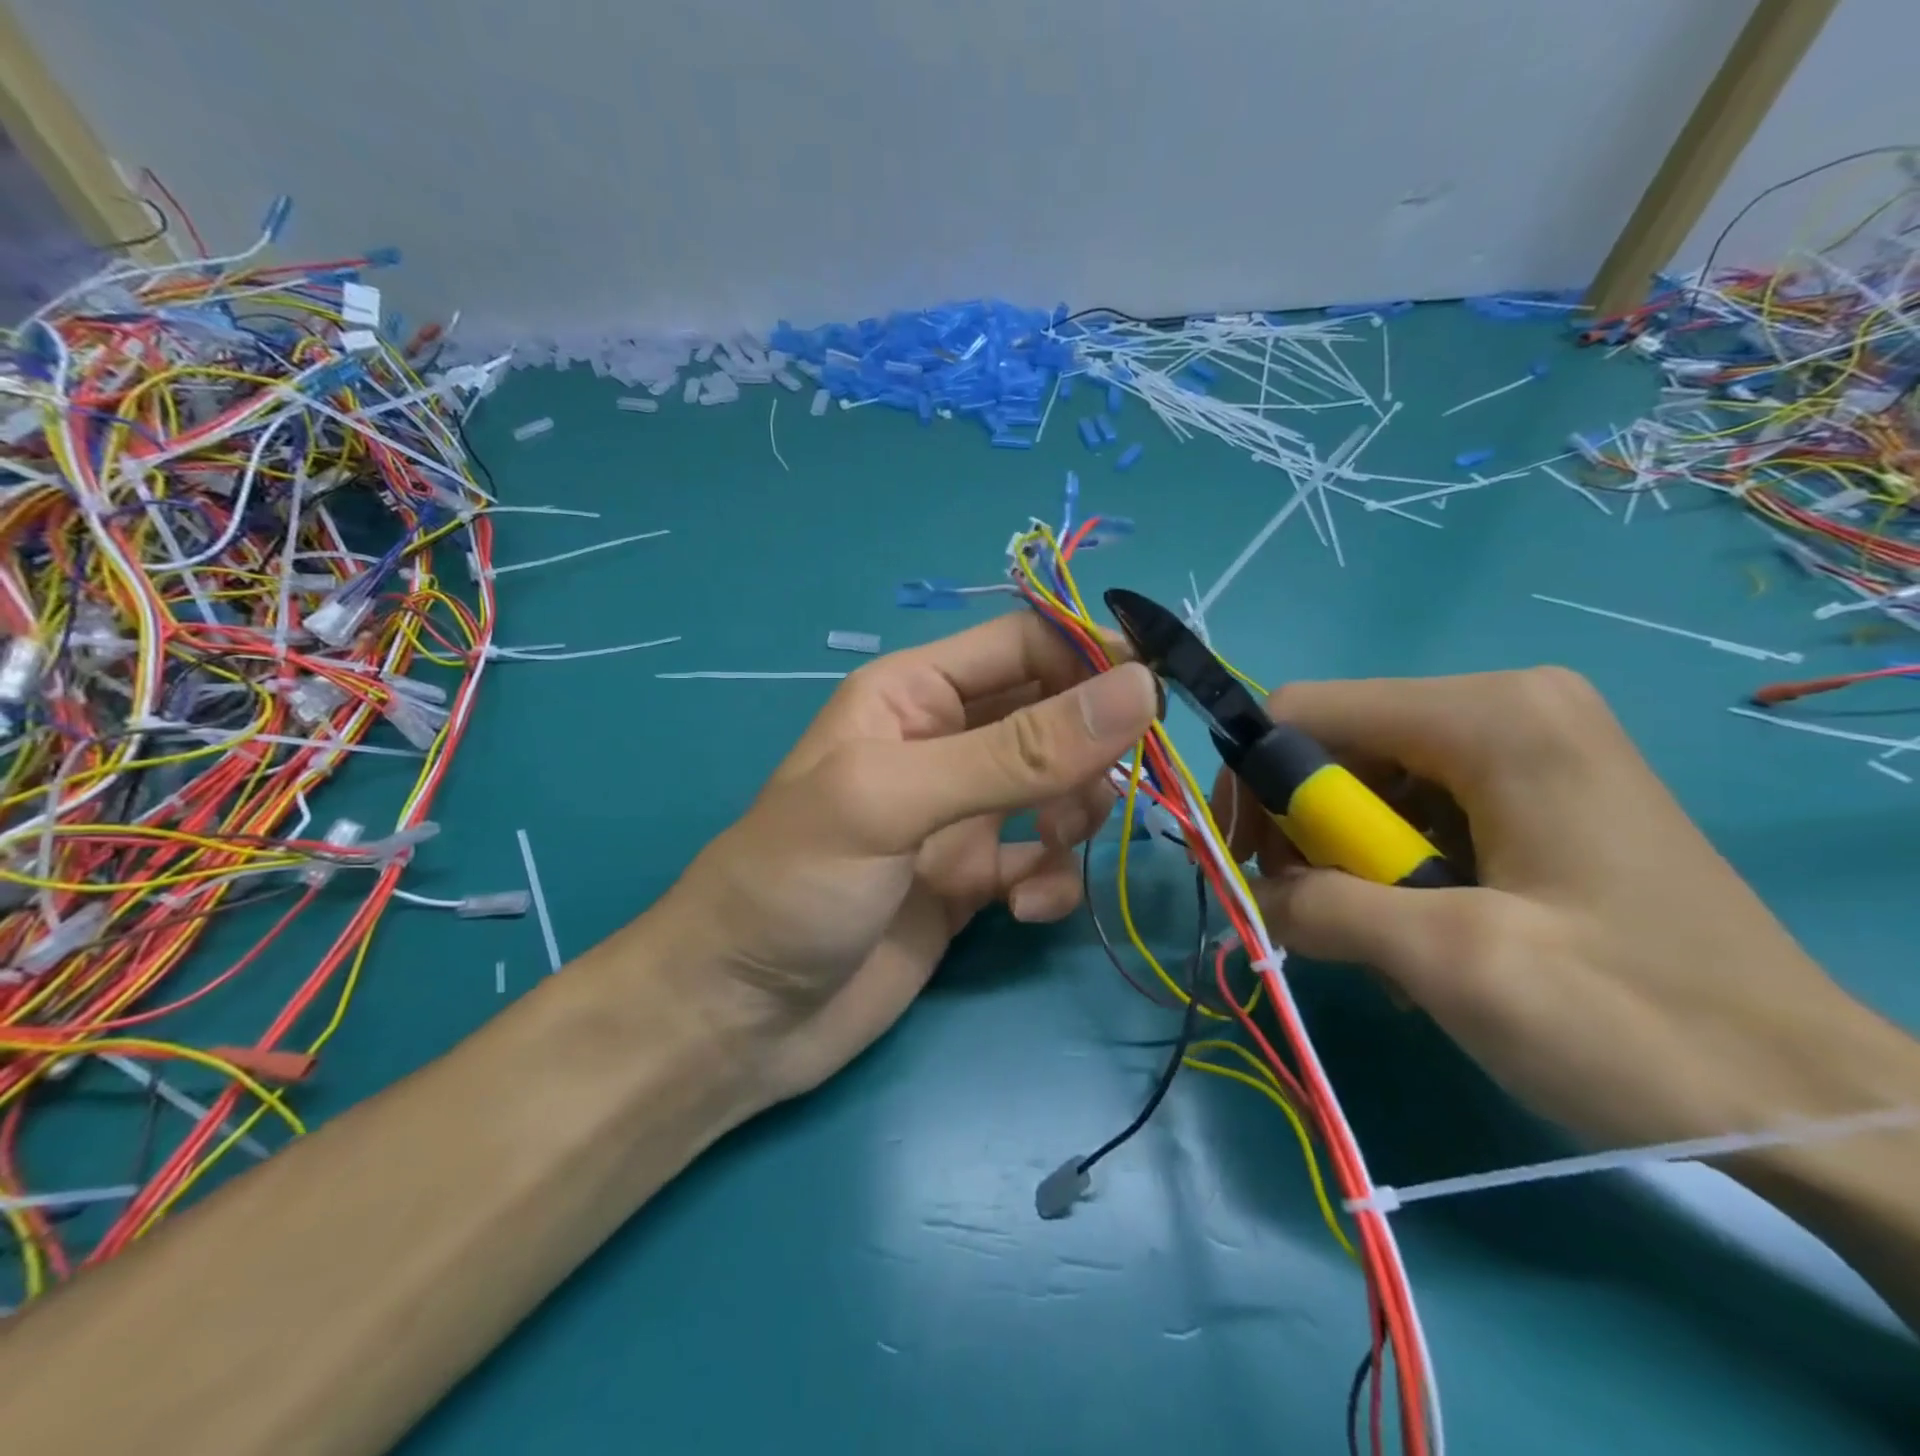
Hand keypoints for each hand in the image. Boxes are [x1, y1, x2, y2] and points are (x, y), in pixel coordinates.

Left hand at [655, 613, 1156, 1106]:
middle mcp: (944, 744)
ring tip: (1056, 849)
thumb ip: (1017, 750)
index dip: (1092, 656)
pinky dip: (1051, 882)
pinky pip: (1043, 864)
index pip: (1025, 644)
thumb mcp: (895, 800)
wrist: (739, 1019)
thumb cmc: (796, 884)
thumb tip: (1138, 689)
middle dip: (1094, 746)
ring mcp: (961, 818)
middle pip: (1054, 715)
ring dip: (1077, 815)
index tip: (1160, 692)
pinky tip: (1023, 911)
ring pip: (1060, 790)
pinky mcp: (973, 884)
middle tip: (1121, 785)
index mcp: (914, 694)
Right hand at [1213, 667, 1915, 1150]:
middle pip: (1337, 744)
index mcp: (1490, 714)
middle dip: (1307, 830)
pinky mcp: (1537, 788)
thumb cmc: (1636, 1020)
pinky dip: (1394, 867)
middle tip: (1319, 914)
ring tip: (1387, 940)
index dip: (1254, 782)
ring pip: (1370, 780)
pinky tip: (1426, 927)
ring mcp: (1528, 744)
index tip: (1250, 865)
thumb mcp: (1452, 963)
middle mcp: (1506, 704)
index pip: (1305, 710)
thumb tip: (1249, 892)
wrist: (1814, 1101)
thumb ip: (1323, 907)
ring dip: (1350, 860)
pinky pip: (1417, 805)